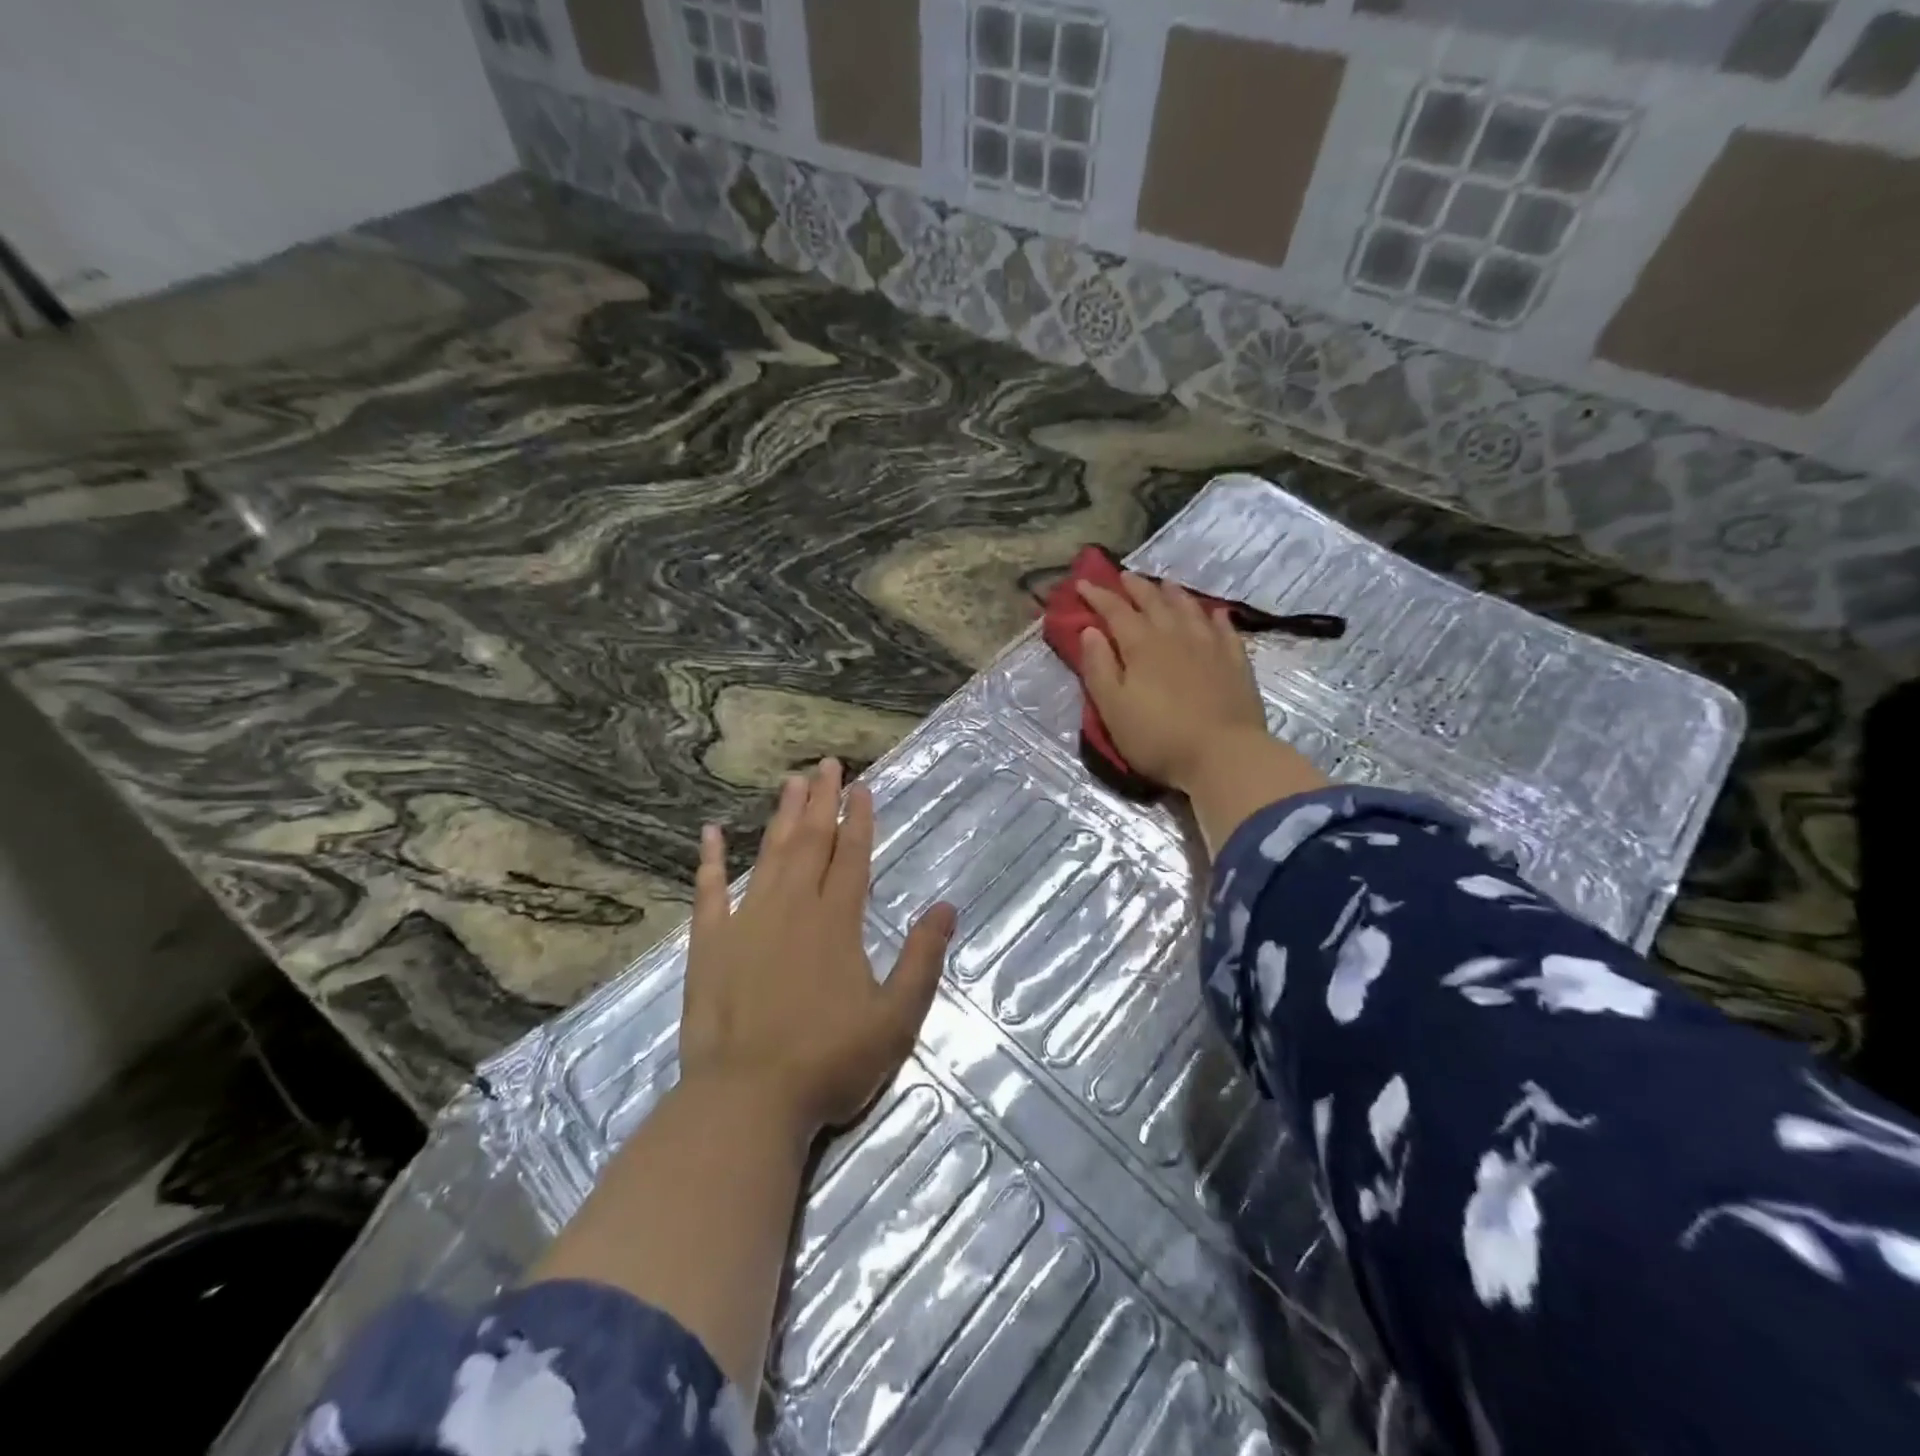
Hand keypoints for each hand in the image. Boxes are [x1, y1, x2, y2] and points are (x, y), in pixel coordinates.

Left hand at [680, 758, 956, 1142]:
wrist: (747, 1101)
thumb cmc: (829, 1062)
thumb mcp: (897, 1019)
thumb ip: (923, 959)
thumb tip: (946, 908)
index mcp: (837, 922)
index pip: (852, 857)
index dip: (859, 819)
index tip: (861, 786)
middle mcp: (792, 909)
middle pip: (810, 842)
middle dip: (822, 801)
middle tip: (828, 764)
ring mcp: (746, 923)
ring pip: (768, 856)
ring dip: (781, 817)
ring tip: (791, 782)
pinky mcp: (709, 946)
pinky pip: (709, 892)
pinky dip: (710, 860)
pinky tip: (711, 832)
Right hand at [1076, 573, 1271, 789]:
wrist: (1223, 756)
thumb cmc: (1158, 737)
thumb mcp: (1112, 708)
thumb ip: (1098, 667)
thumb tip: (1089, 631)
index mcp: (1141, 645)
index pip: (1115, 611)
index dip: (1097, 596)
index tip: (1082, 584)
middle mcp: (1175, 635)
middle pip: (1153, 602)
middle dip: (1135, 587)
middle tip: (1123, 576)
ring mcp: (1209, 646)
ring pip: (1189, 608)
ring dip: (1173, 594)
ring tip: (1164, 584)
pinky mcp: (1236, 662)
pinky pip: (1224, 629)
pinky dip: (1214, 616)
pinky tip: (1213, 613)